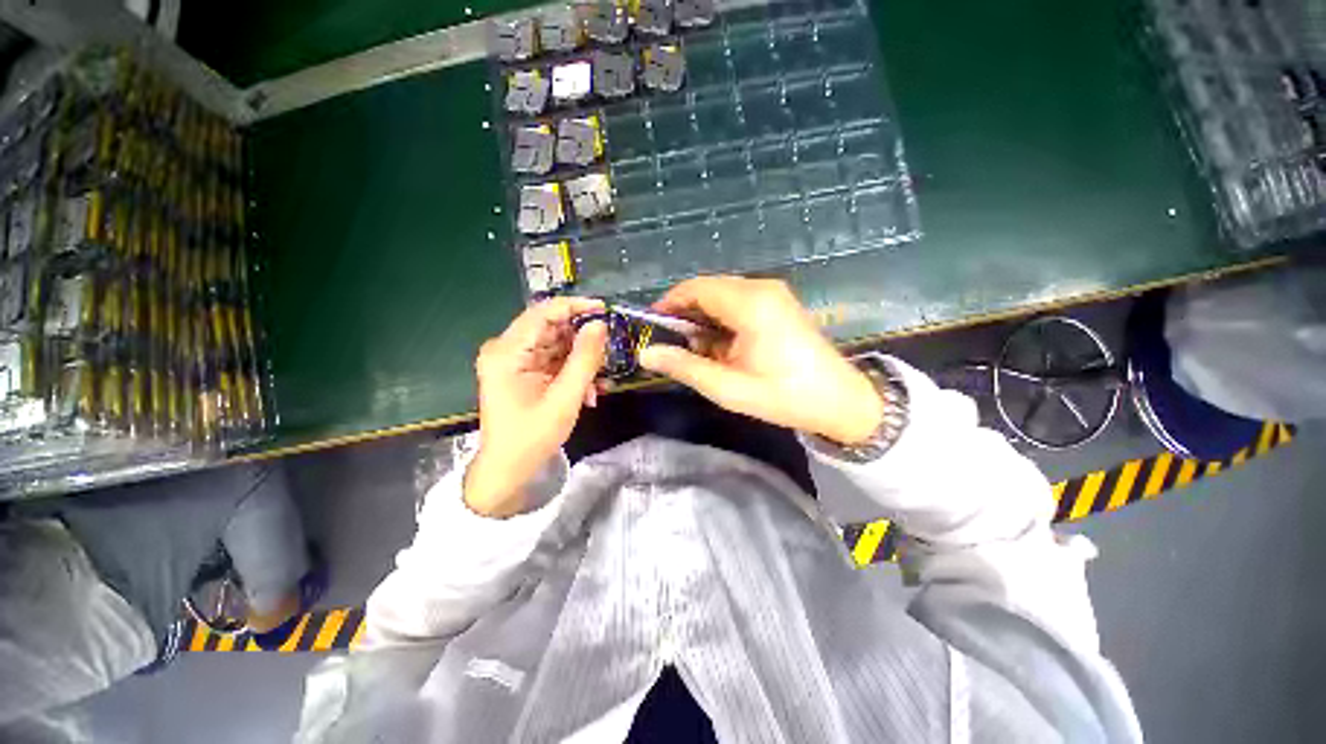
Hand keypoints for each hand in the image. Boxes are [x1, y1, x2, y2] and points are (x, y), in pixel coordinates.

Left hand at [465, 298, 607, 516]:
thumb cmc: (532, 437)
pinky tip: (588, 390)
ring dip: (580, 359)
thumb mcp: (565, 398)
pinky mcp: (521, 371)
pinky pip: (552, 359)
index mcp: (507, 351)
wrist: (507, 469)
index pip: (544, 312)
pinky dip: (572, 371)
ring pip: (555, 343)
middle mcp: (506, 348)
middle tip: (609, 349)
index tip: (606, 310)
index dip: (576, 306)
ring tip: (600, 379)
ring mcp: (513, 360)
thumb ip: (584, 359)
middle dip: (582, 338)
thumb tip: (600, 325)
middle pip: (550, 327)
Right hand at [639, 276, 883, 444]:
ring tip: (697, 349)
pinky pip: (739, 301)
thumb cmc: (783, 396)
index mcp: (750, 304)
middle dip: (686, 312)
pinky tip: (721, 344)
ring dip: (704, 317)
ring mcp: (774, 293)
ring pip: (723, 294)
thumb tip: (646, 354)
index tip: (652, 326)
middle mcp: (762, 288)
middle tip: (673, 344)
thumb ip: (684, 367)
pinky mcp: (779, 302)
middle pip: (709, 288)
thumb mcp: (728, 388)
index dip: (669, 303)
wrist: (840, 401)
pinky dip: (722, 318)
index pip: (696, 289)